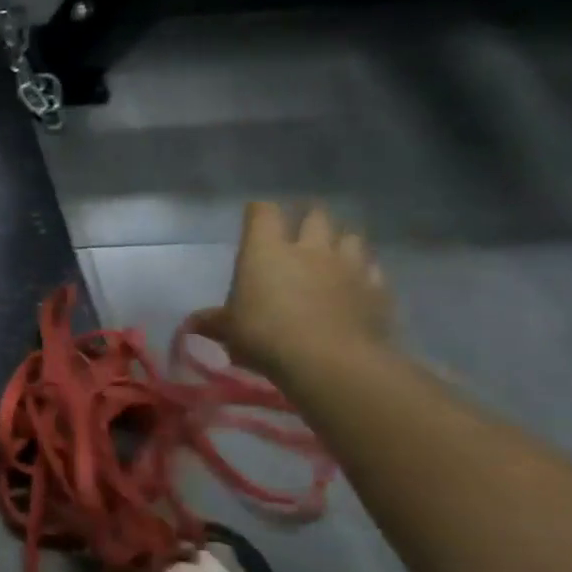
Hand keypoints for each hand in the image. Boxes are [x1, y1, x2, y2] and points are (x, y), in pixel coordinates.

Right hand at [193, 202, 393, 380]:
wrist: (331, 361)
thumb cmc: (265, 335)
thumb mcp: (228, 330)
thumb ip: (213, 321)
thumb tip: (193, 323)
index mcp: (265, 251)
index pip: (263, 212)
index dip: (258, 211)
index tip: (254, 215)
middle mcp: (309, 249)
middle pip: (315, 215)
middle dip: (308, 215)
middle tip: (300, 225)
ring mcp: (348, 266)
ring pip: (351, 237)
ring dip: (341, 240)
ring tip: (333, 249)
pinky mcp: (377, 289)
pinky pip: (372, 269)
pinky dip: (364, 270)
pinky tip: (357, 280)